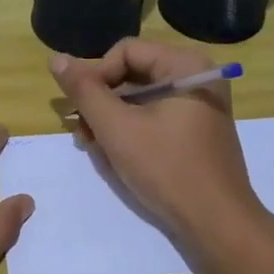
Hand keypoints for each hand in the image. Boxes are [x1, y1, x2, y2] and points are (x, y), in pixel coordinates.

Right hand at [49, 40, 262, 254]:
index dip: (96, 75)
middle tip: (80, 130)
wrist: (216, 222)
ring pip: (142, 98)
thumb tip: (56, 59)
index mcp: (186, 65)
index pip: (125, 51)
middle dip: (102, 100)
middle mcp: (197, 77)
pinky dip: (132, 129)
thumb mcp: (117, 128)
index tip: (80, 109)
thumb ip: (85, 91)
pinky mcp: (197, 131)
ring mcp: (200, 105)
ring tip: (91, 144)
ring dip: (112, 117)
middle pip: (134, 73)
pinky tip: (113, 152)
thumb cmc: (167, 168)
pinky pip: (156, 116)